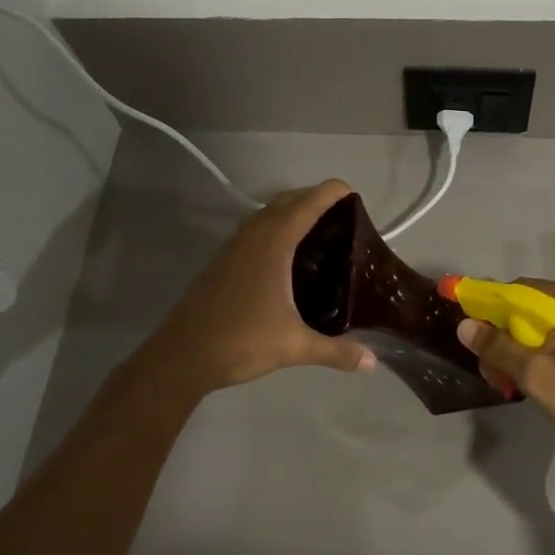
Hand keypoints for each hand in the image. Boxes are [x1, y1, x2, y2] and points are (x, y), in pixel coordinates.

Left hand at [128, 180, 374, 398]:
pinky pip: (256, 229)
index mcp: (273, 243)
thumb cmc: (241, 341)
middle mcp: (253, 235)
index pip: (308, 204)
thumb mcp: (294, 346)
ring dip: (293, 211)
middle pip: (287, 200)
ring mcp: (234, 246)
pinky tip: (288, 255)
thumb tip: (372, 362)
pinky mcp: (223, 260)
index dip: (331, 192)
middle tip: (344, 215)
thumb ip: (336, 351)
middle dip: (315, 198)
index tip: (354, 193)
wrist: (182, 356)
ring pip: (268, 213)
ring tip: (321, 230)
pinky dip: (276, 227)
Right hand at [456, 281, 554, 484]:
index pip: (515, 290)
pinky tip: (536, 383)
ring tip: (508, 382)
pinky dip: (542, 355)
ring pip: (545, 327)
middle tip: (490, 370)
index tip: (465, 329)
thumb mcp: (539, 377)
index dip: (485, 306)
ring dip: (521, 349)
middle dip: (503, 334)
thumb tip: (464, 324)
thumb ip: (499, 347)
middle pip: (529, 308)